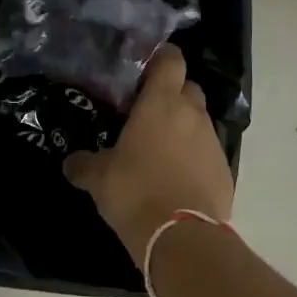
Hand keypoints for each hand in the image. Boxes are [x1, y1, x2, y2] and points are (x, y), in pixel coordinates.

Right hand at [63, 45, 233, 265]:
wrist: (182, 238)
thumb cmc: (135, 192)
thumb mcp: (99, 178)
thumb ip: (84, 164)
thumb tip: (71, 162)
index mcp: (161, 103)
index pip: (171, 60)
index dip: (161, 58)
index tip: (146, 67)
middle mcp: (191, 113)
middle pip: (188, 88)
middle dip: (172, 93)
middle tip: (148, 111)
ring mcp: (212, 141)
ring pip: (199, 120)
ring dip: (183, 127)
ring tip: (160, 148)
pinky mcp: (224, 170)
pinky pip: (208, 152)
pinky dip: (194, 157)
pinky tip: (177, 177)